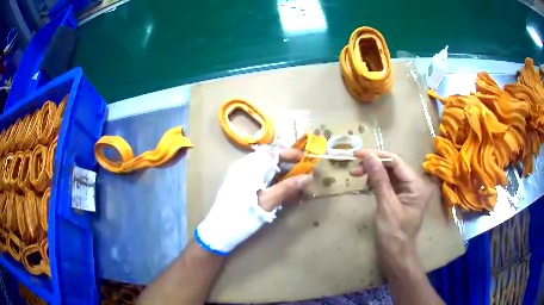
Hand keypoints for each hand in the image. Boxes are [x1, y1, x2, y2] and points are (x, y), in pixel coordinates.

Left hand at [195, 147, 312, 254]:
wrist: (218, 231)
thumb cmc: (243, 216)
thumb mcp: (268, 202)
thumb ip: (288, 187)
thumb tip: (309, 177)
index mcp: (250, 166)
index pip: (275, 152)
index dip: (293, 154)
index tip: (308, 160)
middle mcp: (244, 166)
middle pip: (271, 159)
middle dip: (289, 166)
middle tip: (304, 175)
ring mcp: (240, 175)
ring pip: (266, 169)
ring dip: (282, 175)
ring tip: (296, 186)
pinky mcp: (239, 184)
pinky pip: (259, 177)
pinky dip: (272, 181)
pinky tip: (281, 192)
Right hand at [351, 150, 431, 271]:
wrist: (395, 256)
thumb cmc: (393, 234)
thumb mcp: (386, 205)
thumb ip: (379, 179)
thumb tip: (368, 156)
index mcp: (416, 184)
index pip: (396, 162)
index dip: (377, 156)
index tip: (357, 154)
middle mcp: (414, 184)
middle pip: (393, 166)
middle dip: (374, 165)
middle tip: (355, 170)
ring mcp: (408, 191)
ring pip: (389, 174)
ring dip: (373, 173)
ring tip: (358, 177)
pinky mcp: (400, 197)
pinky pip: (388, 183)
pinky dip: (376, 182)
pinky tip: (367, 185)